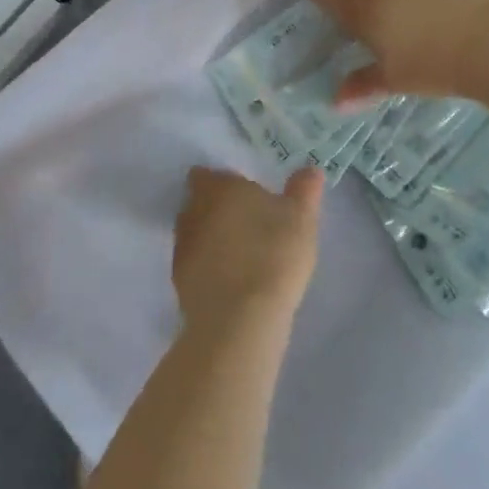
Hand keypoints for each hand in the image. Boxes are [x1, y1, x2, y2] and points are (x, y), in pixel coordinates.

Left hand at [173, 167, 323, 331]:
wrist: (239, 318)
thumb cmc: (273, 254)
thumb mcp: (301, 218)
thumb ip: (304, 190)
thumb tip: (310, 169)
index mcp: (217, 187)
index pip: (206, 174)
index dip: (222, 183)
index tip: (244, 196)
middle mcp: (191, 211)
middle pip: (198, 203)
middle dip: (217, 211)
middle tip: (248, 225)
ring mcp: (181, 247)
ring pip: (195, 234)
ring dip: (211, 240)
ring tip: (242, 257)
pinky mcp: (177, 282)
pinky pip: (194, 266)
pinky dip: (208, 269)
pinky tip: (232, 284)